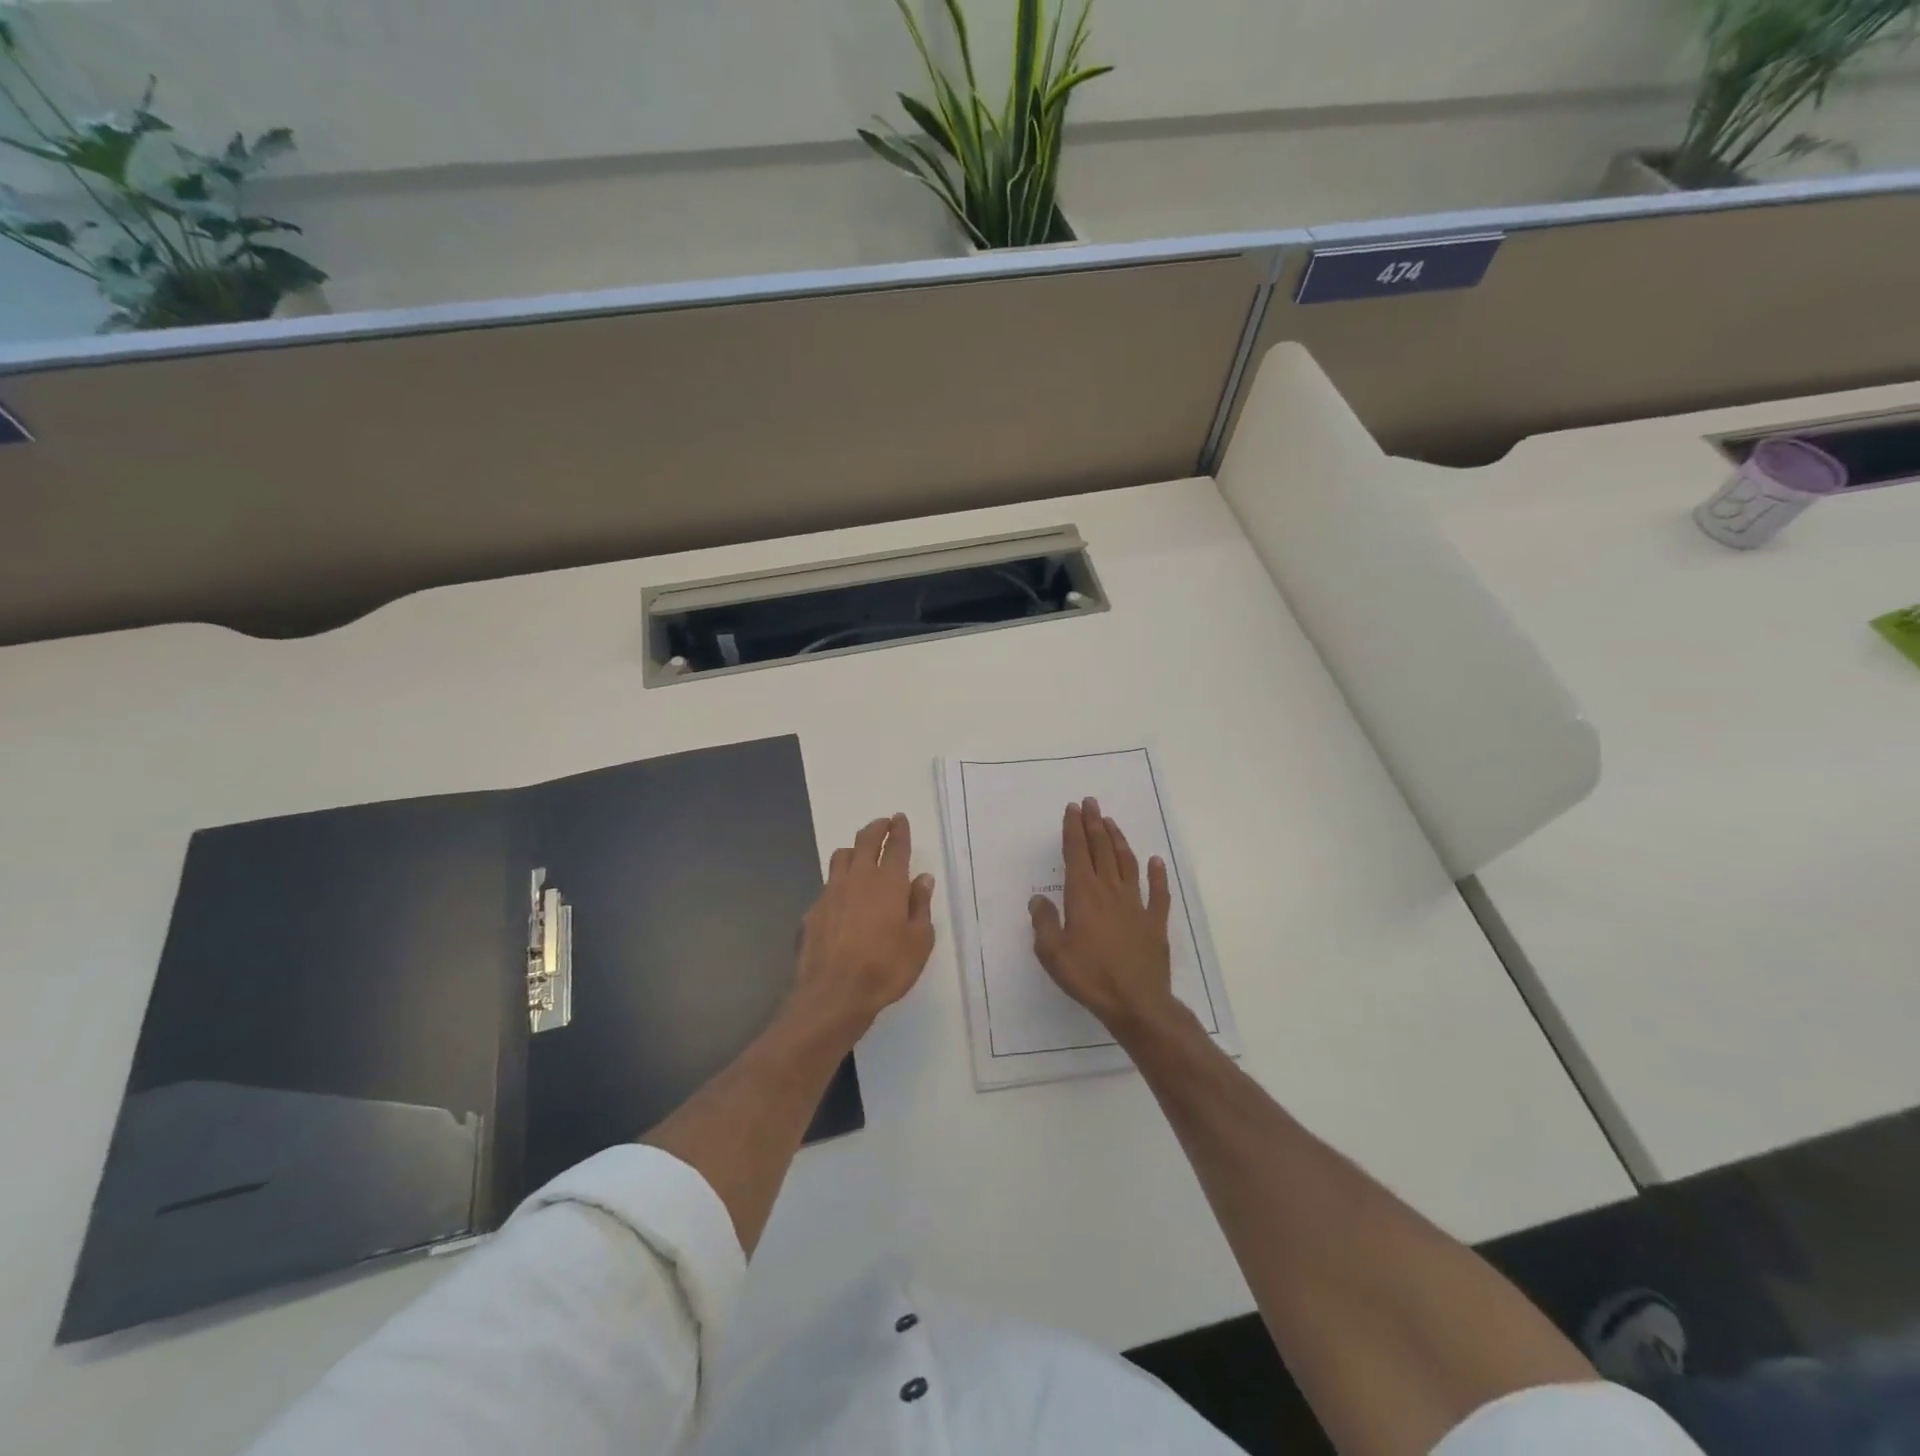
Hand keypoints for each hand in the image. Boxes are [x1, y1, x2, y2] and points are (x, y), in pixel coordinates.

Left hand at [794, 813, 935, 1033]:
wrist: (833, 994)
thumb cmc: (886, 968)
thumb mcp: (919, 941)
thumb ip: (920, 906)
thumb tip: (922, 879)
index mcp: (889, 883)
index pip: (896, 846)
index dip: (899, 830)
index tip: (900, 819)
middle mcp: (858, 879)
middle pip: (865, 841)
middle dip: (876, 828)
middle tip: (883, 824)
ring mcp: (831, 893)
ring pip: (841, 857)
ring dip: (853, 850)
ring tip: (860, 855)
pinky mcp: (813, 911)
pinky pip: (827, 886)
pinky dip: (838, 883)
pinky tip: (842, 899)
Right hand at [1030, 799, 1178, 1033]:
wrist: (1137, 1002)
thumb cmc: (1089, 976)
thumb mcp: (1053, 953)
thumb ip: (1044, 923)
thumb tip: (1039, 900)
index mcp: (1083, 895)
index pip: (1076, 853)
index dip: (1073, 829)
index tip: (1073, 809)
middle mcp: (1110, 891)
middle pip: (1101, 850)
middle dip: (1094, 824)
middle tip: (1091, 803)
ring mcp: (1136, 904)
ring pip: (1127, 863)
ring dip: (1119, 840)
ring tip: (1111, 823)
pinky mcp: (1155, 921)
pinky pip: (1158, 892)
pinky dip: (1157, 874)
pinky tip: (1155, 861)